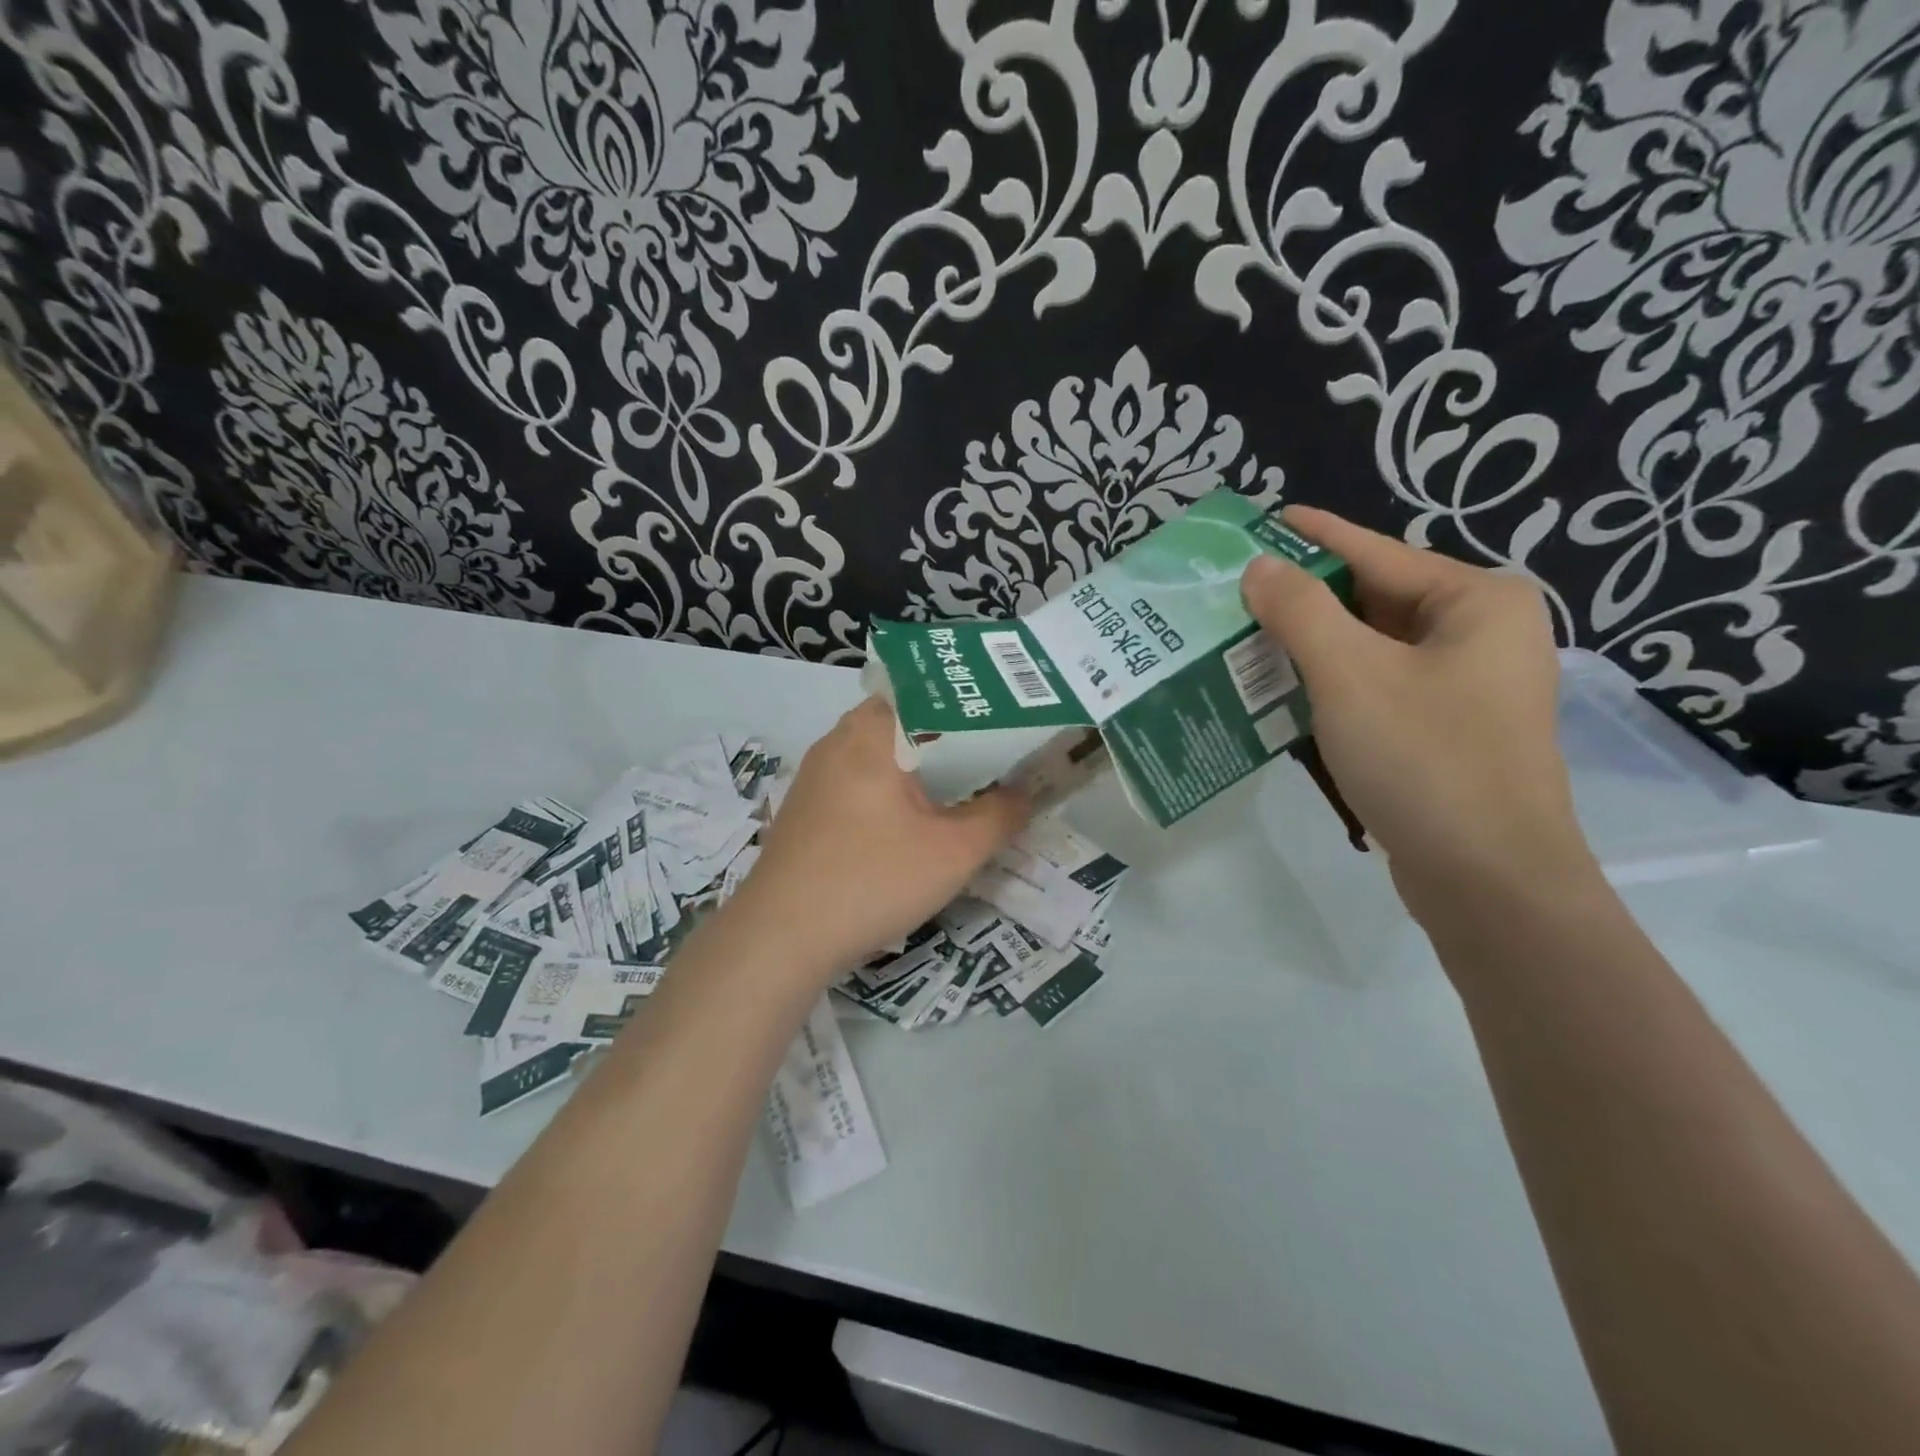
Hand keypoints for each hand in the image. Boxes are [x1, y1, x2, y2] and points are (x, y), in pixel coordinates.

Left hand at [731, 698, 1030, 979]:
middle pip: (904, 720)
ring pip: (879, 752)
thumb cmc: (872, 880)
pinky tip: (912, 819)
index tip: (1006, 718)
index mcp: (871, 732)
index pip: (927, 691)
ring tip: (963, 784)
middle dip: (950, 737)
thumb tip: (1026, 792)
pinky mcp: (806, 807)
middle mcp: (837, 740)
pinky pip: (859, 780)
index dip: (970, 702)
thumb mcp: (954, 853)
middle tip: (995, 753)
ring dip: (919, 765)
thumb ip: (999, 815)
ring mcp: (816, 774)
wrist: (780, 937)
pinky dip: (891, 788)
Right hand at [1242, 506, 1593, 920]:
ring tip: (1245, 636)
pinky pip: (1377, 690)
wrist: (1488, 881)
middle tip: (1238, 590)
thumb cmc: (1425, 760)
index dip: (1315, 537)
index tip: (1265, 520)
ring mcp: (1466, 688)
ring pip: (1371, 650)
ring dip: (1311, 647)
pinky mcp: (1445, 732)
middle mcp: (1480, 636)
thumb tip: (1259, 567)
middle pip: (1374, 602)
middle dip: (1305, 600)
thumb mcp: (1350, 675)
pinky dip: (1331, 686)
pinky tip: (1281, 691)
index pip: (1377, 554)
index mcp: (1477, 603)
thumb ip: (1300, 611)